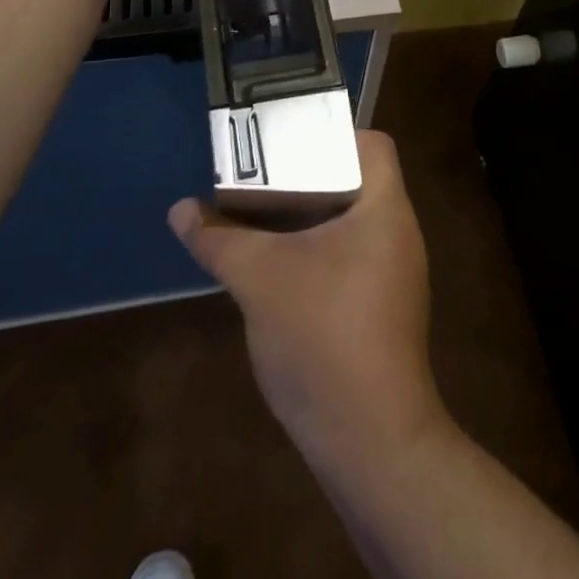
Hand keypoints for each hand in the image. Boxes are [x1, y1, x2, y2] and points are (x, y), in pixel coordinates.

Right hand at [168, 132, 448, 466]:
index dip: (333, 134)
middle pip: (357, 179)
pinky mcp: (384, 307)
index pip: (373, 144)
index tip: (289, 142)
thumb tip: (180, 210)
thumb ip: (219, 239)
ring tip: (261, 212)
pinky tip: (278, 264)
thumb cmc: (322, 337)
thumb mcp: (259, 278)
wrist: (370, 444)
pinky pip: (351, 255)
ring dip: (309, 215)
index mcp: (385, 208)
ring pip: (351, 220)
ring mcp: (395, 273)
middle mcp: (398, 232)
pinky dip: (317, 248)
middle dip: (308, 174)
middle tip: (263, 174)